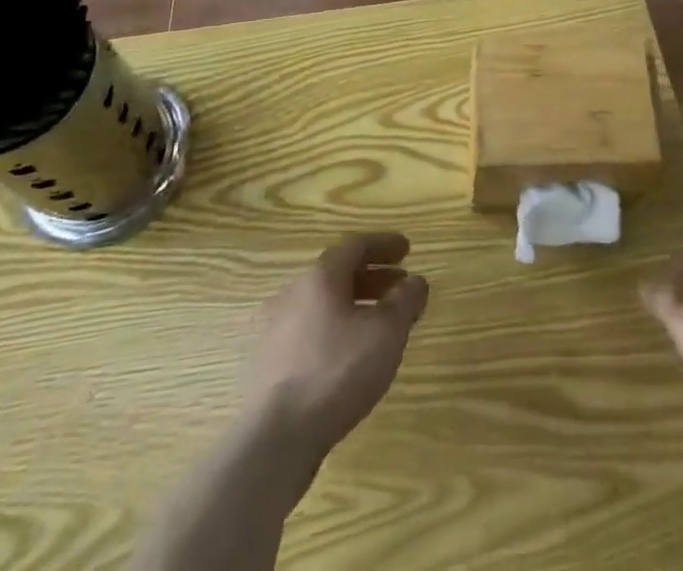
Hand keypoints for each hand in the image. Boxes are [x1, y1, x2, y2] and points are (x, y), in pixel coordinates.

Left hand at [242, 232, 429, 459]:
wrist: (275, 439)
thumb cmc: (336, 372)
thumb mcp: (386, 333)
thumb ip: (405, 301)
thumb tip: (415, 282)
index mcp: (319, 277)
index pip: (355, 245)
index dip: (384, 244)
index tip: (407, 250)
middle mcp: (292, 294)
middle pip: (337, 274)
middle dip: (372, 277)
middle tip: (399, 287)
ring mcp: (274, 330)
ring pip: (321, 305)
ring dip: (353, 306)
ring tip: (378, 326)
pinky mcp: (266, 365)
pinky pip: (308, 333)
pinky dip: (333, 331)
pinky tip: (347, 357)